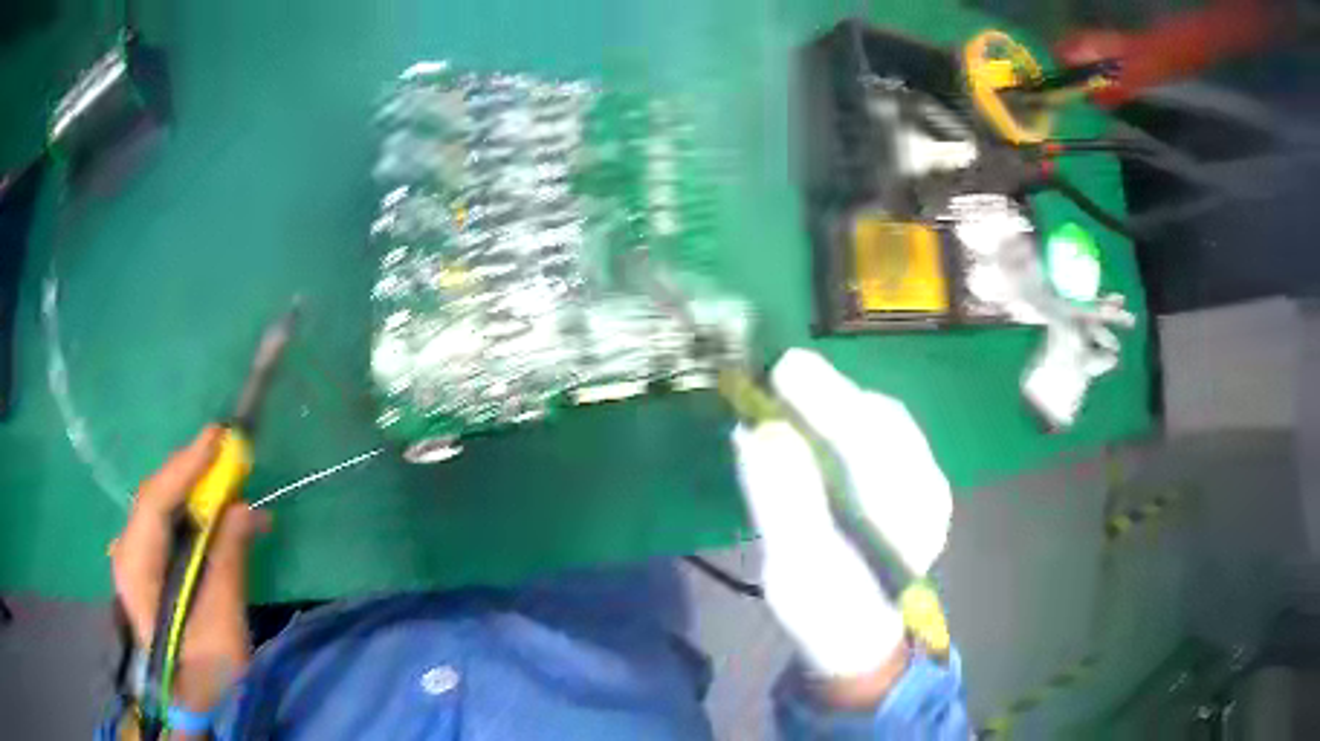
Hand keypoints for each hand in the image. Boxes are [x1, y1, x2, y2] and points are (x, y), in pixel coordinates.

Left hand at [111, 426, 269, 714]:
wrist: (192, 707)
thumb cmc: (206, 675)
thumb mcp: (222, 627)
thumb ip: (228, 564)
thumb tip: (245, 510)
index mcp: (136, 571)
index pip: (153, 504)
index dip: (184, 467)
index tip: (217, 438)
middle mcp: (127, 555)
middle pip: (155, 500)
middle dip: (191, 475)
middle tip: (228, 456)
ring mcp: (134, 560)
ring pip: (161, 510)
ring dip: (195, 495)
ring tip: (231, 489)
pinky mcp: (147, 567)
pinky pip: (167, 527)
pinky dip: (193, 517)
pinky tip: (219, 521)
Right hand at [732, 350, 951, 704]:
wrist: (859, 638)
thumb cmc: (824, 611)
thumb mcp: (795, 566)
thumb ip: (782, 500)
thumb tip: (758, 432)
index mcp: (905, 514)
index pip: (870, 439)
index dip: (825, 398)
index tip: (782, 370)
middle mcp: (927, 488)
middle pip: (882, 421)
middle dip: (830, 394)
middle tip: (780, 379)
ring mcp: (926, 485)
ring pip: (884, 424)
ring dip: (838, 405)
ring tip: (794, 400)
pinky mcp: (915, 485)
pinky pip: (883, 437)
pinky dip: (847, 421)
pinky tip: (820, 429)